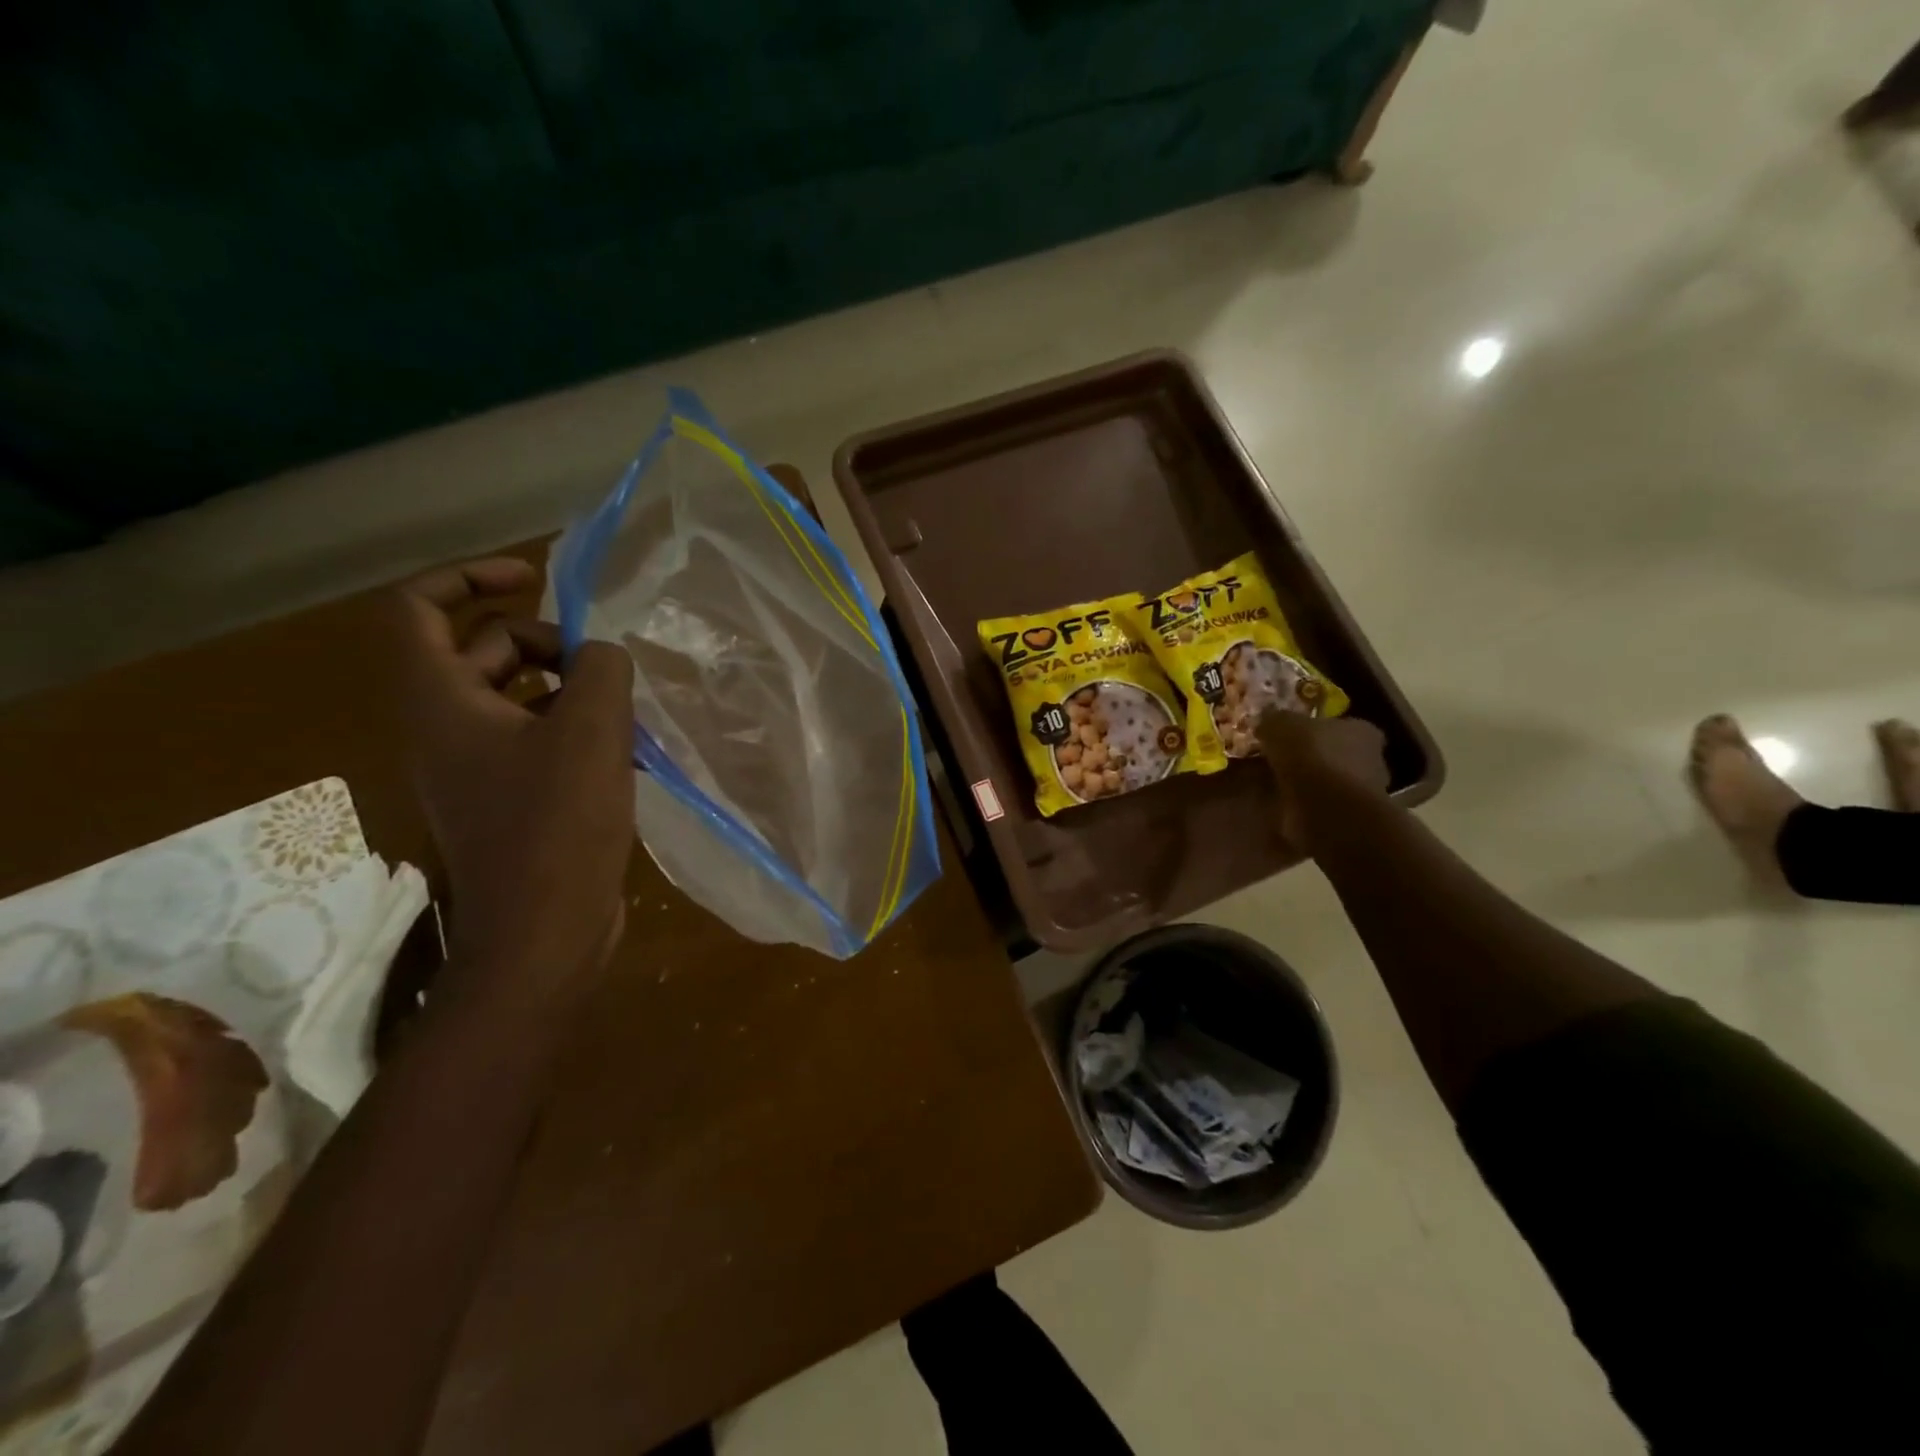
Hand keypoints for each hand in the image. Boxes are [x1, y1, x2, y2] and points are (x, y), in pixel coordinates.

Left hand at [392, 559, 635, 1005]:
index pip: (417, 608)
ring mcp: (475, 767)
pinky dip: (576, 730)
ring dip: (572, 689)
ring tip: (627, 711)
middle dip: (547, 642)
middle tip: (604, 665)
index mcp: (440, 702)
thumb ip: (600, 668)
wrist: (544, 931)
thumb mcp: (591, 730)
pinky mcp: (507, 798)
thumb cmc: (558, 825)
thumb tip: (601, 654)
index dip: (468, 577)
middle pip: (483, 650)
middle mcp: (445, 728)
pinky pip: (536, 739)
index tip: (534, 580)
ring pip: (517, 697)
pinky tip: (627, 753)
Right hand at [1257, 709, 1389, 852]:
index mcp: (1363, 731)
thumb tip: (1265, 720)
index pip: (1342, 724)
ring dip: (1307, 784)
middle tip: (1281, 759)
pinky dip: (1302, 806)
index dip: (1317, 728)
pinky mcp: (1347, 820)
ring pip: (1329, 782)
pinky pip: (1320, 806)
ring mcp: (1361, 794)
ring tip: (1275, 784)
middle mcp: (1371, 760)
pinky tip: (1280, 805)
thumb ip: (1274, 719)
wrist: (1327, 809)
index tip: (1294, 734)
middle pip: (1337, 754)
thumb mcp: (1282, 725)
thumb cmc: (1313, 756)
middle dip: (1312, 757)